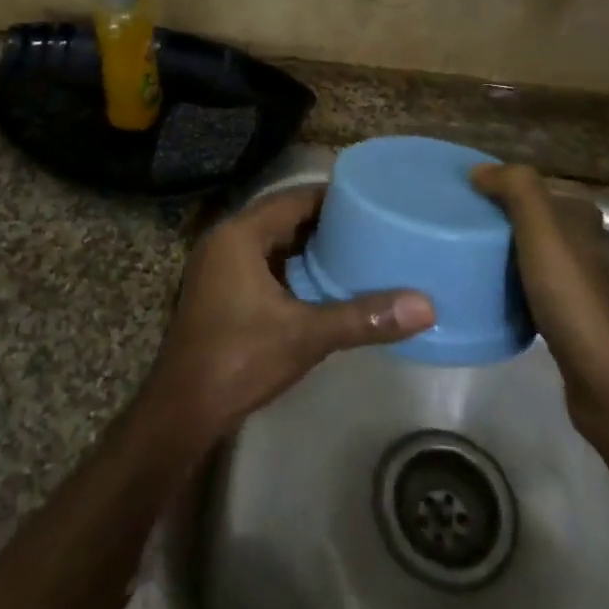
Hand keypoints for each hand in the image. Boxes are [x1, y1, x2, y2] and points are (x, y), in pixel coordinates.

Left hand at [144, 187, 435, 440]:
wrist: (182, 411)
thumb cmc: (239, 359)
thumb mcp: (305, 335)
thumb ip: (363, 318)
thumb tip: (425, 306)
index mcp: (240, 235)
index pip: (293, 199)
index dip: (332, 198)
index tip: (371, 200)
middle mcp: (225, 240)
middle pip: (283, 217)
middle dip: (325, 222)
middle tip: (372, 225)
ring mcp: (218, 267)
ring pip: (272, 242)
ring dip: (308, 246)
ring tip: (356, 249)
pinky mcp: (220, 291)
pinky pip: (263, 263)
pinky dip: (292, 267)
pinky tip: (323, 283)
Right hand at [471, 163, 608, 438]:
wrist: (606, 380)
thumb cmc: (572, 296)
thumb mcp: (543, 228)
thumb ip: (516, 188)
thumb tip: (478, 170)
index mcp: (579, 219)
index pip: (533, 188)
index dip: (500, 184)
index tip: (460, 192)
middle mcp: (580, 247)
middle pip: (527, 222)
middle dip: (493, 219)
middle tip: (450, 224)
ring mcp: (572, 286)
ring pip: (524, 256)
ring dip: (496, 254)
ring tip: (456, 255)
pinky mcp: (561, 321)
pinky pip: (522, 291)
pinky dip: (502, 288)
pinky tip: (478, 294)